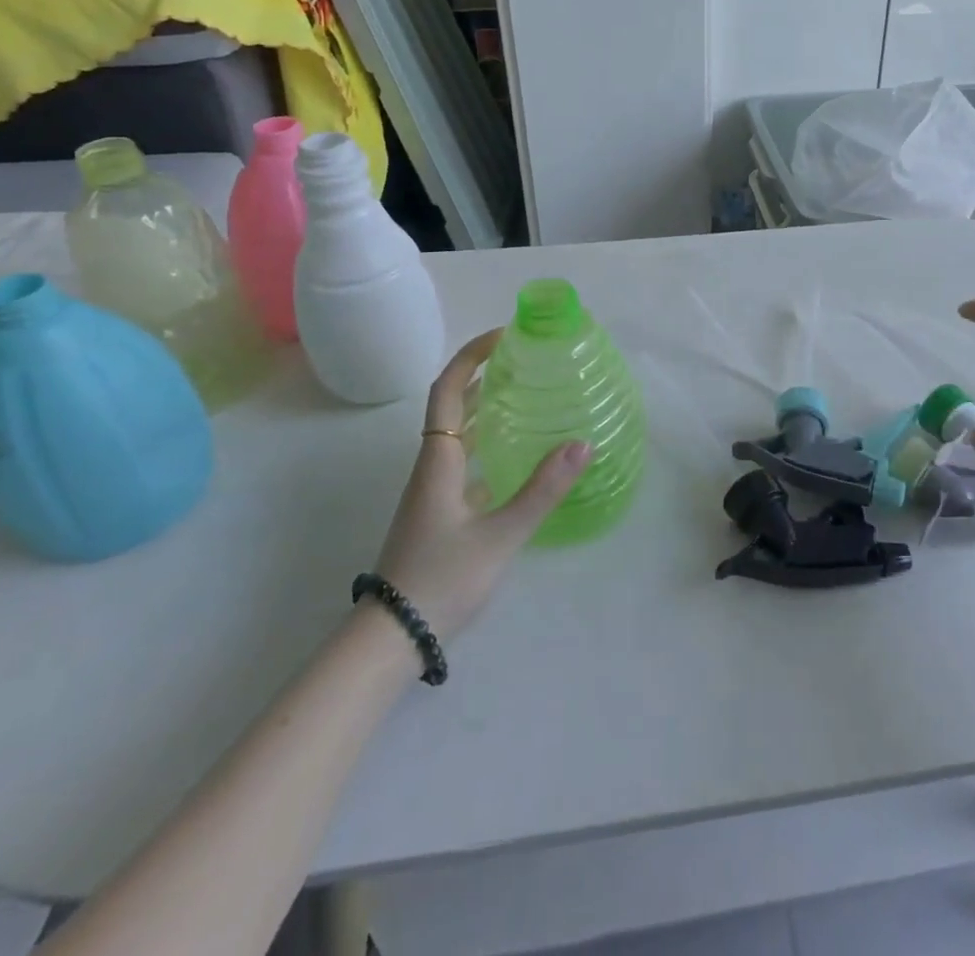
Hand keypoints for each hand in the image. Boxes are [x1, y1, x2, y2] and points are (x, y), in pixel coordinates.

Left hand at [371, 329, 589, 638]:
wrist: (392, 638)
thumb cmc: (441, 580)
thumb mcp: (500, 536)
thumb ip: (542, 490)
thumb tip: (582, 443)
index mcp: (439, 461)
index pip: (447, 390)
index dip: (471, 356)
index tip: (503, 335)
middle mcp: (432, 467)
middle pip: (451, 406)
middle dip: (482, 375)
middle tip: (522, 360)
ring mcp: (433, 492)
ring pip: (457, 435)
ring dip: (483, 407)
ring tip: (523, 395)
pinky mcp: (440, 513)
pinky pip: (464, 461)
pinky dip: (487, 444)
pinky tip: (515, 456)